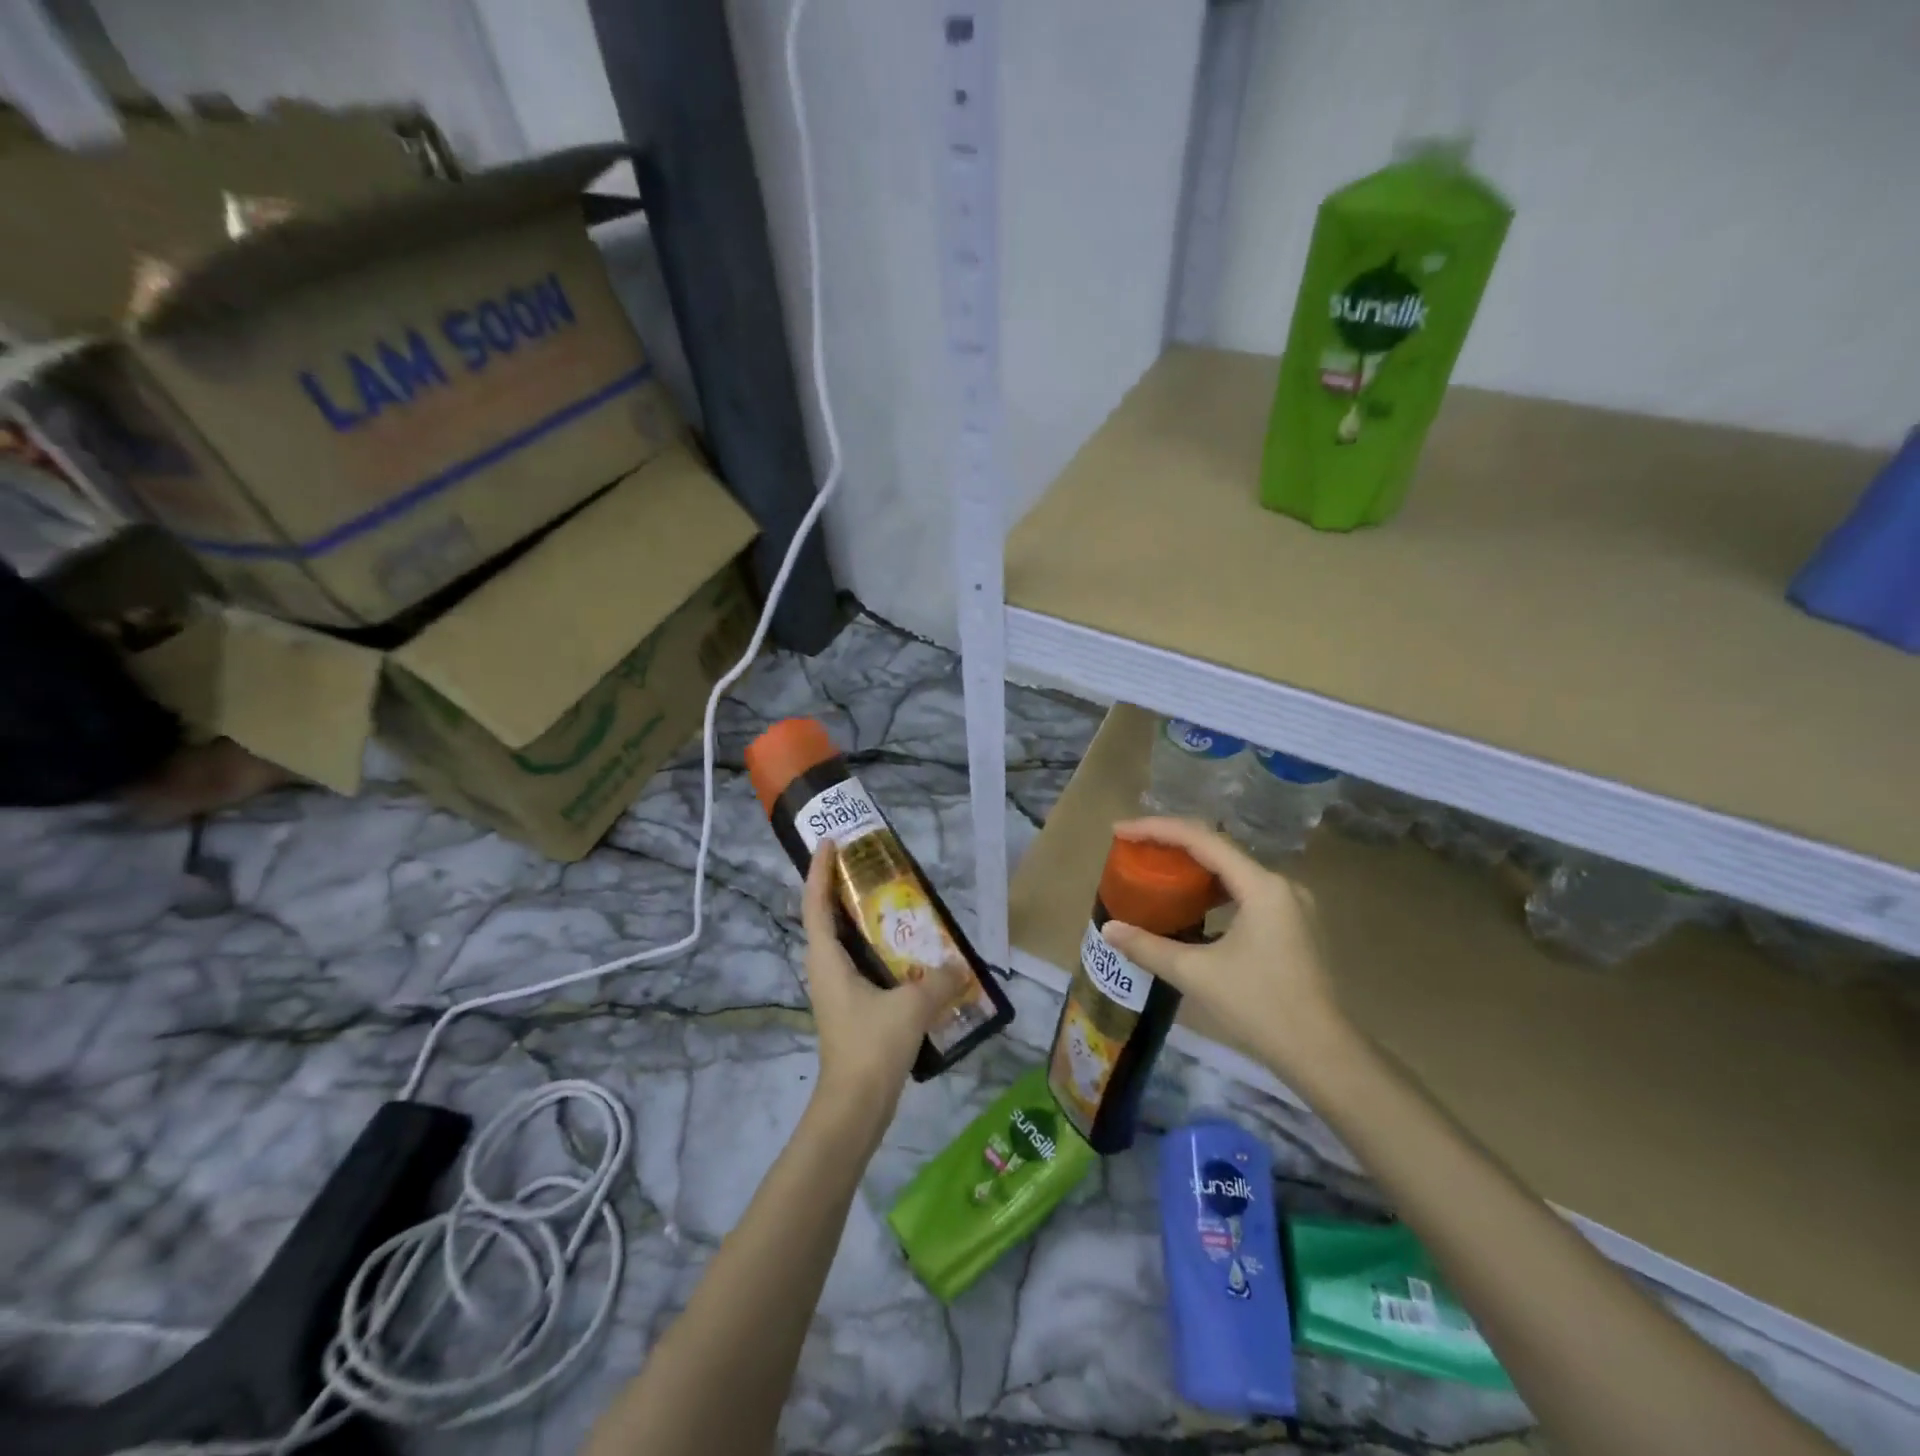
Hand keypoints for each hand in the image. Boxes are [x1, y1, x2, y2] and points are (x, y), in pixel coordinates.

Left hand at [799, 841, 963, 1117]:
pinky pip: (861, 965)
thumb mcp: (911, 1007)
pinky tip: (909, 953)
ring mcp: (836, 991)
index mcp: (826, 959)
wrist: (854, 1107)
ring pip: (845, 943)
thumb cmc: (871, 1047)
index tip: (829, 841)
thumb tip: (957, 965)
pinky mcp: (850, 1009)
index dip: (819, 870)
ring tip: (895, 902)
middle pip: (827, 918)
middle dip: (843, 888)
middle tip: (870, 866)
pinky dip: (879, 950)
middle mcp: (825, 969)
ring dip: (863, 921)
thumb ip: (938, 980)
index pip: (815, 903)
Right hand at [1100, 817, 1349, 1082]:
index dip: (1157, 829)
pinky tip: (1193, 904)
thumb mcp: (1196, 974)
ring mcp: (1292, 905)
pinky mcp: (1294, 925)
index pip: (1202, 839)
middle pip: (1218, 848)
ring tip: (1157, 869)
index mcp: (1262, 886)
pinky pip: (1246, 891)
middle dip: (1173, 843)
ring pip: (1234, 870)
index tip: (1121, 831)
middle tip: (1134, 847)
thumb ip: (1148, 947)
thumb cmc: (1260, 1007)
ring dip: (1194, 866)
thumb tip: (1108, 930)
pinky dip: (1214, 889)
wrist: (1323, 1055)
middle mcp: (1281, 885)